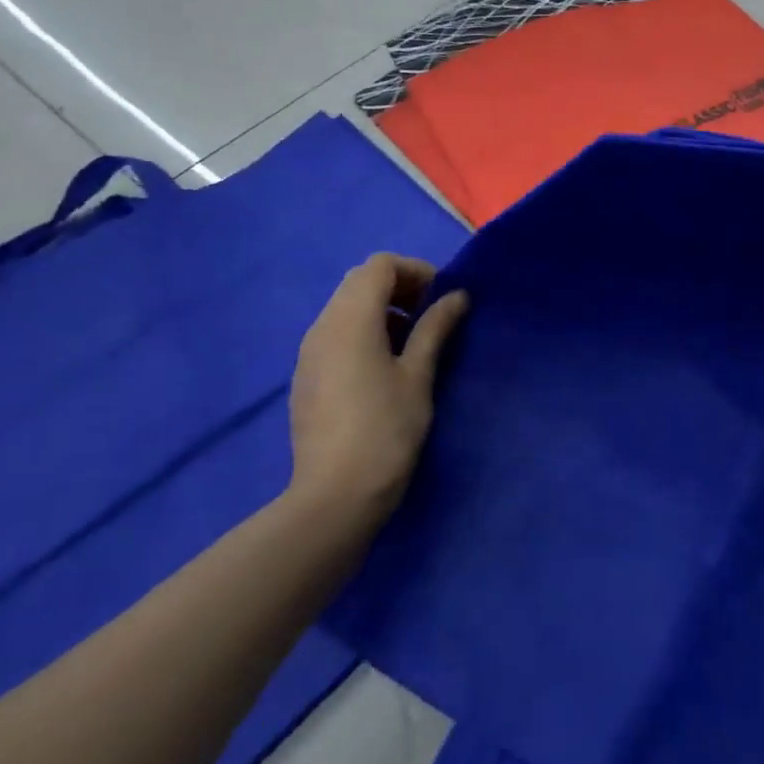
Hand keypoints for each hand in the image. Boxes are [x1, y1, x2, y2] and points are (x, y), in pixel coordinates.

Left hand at [288, 254, 468, 528]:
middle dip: (400, 288)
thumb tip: (456, 296)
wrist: (335, 496)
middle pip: (360, 282)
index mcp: (350, 320)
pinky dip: (364, 332)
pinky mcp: (307, 377)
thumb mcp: (419, 375)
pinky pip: (336, 335)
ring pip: (346, 308)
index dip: (415, 271)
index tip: (443, 298)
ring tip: (414, 343)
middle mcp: (322, 327)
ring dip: (382, 311)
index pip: (379, 266)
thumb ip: (435, 328)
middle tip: (432, 316)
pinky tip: (386, 368)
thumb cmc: (386, 430)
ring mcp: (309, 353)